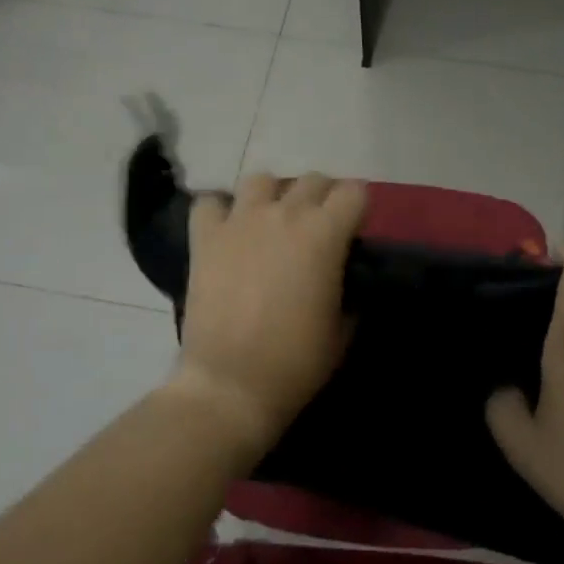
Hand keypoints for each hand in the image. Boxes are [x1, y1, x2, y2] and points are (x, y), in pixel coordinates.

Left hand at [172, 171, 366, 456]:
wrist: (231, 384)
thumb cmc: (296, 362)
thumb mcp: (343, 329)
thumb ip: (348, 291)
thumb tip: (343, 278)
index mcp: (325, 234)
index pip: (355, 191)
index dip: (358, 208)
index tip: (354, 231)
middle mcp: (284, 214)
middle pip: (312, 180)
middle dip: (321, 198)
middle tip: (318, 228)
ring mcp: (240, 221)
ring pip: (260, 179)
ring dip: (271, 195)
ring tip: (270, 221)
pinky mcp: (205, 238)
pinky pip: (209, 203)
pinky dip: (219, 212)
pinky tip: (226, 231)